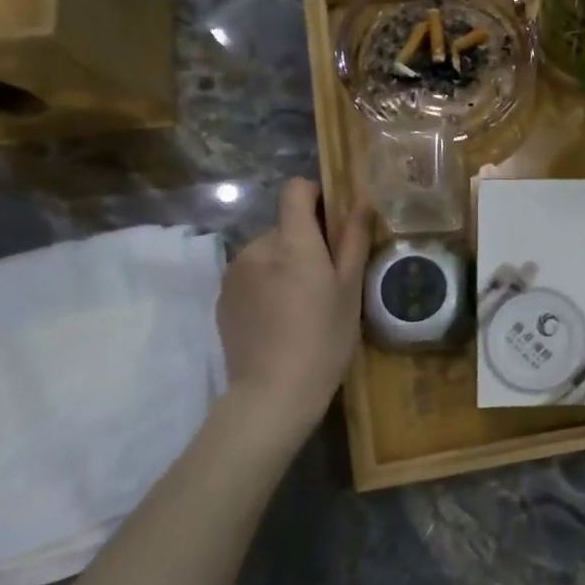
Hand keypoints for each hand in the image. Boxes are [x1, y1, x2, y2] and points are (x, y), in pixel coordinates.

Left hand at [215, 178, 370, 427]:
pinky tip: (280, 319)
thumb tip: (362, 201)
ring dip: (285, 265)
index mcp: (292, 242)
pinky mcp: (223, 298)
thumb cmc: (324, 338)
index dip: (316, 196)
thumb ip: (354, 240)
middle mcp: (257, 248)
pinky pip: (251, 275)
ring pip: (268, 252)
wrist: (273, 393)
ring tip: (302, 304)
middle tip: (328, 281)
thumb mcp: (350, 290)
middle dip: (306, 243)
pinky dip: (267, 285)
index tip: (334, 221)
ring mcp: (234, 273)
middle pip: (285, 226)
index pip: (295, 191)